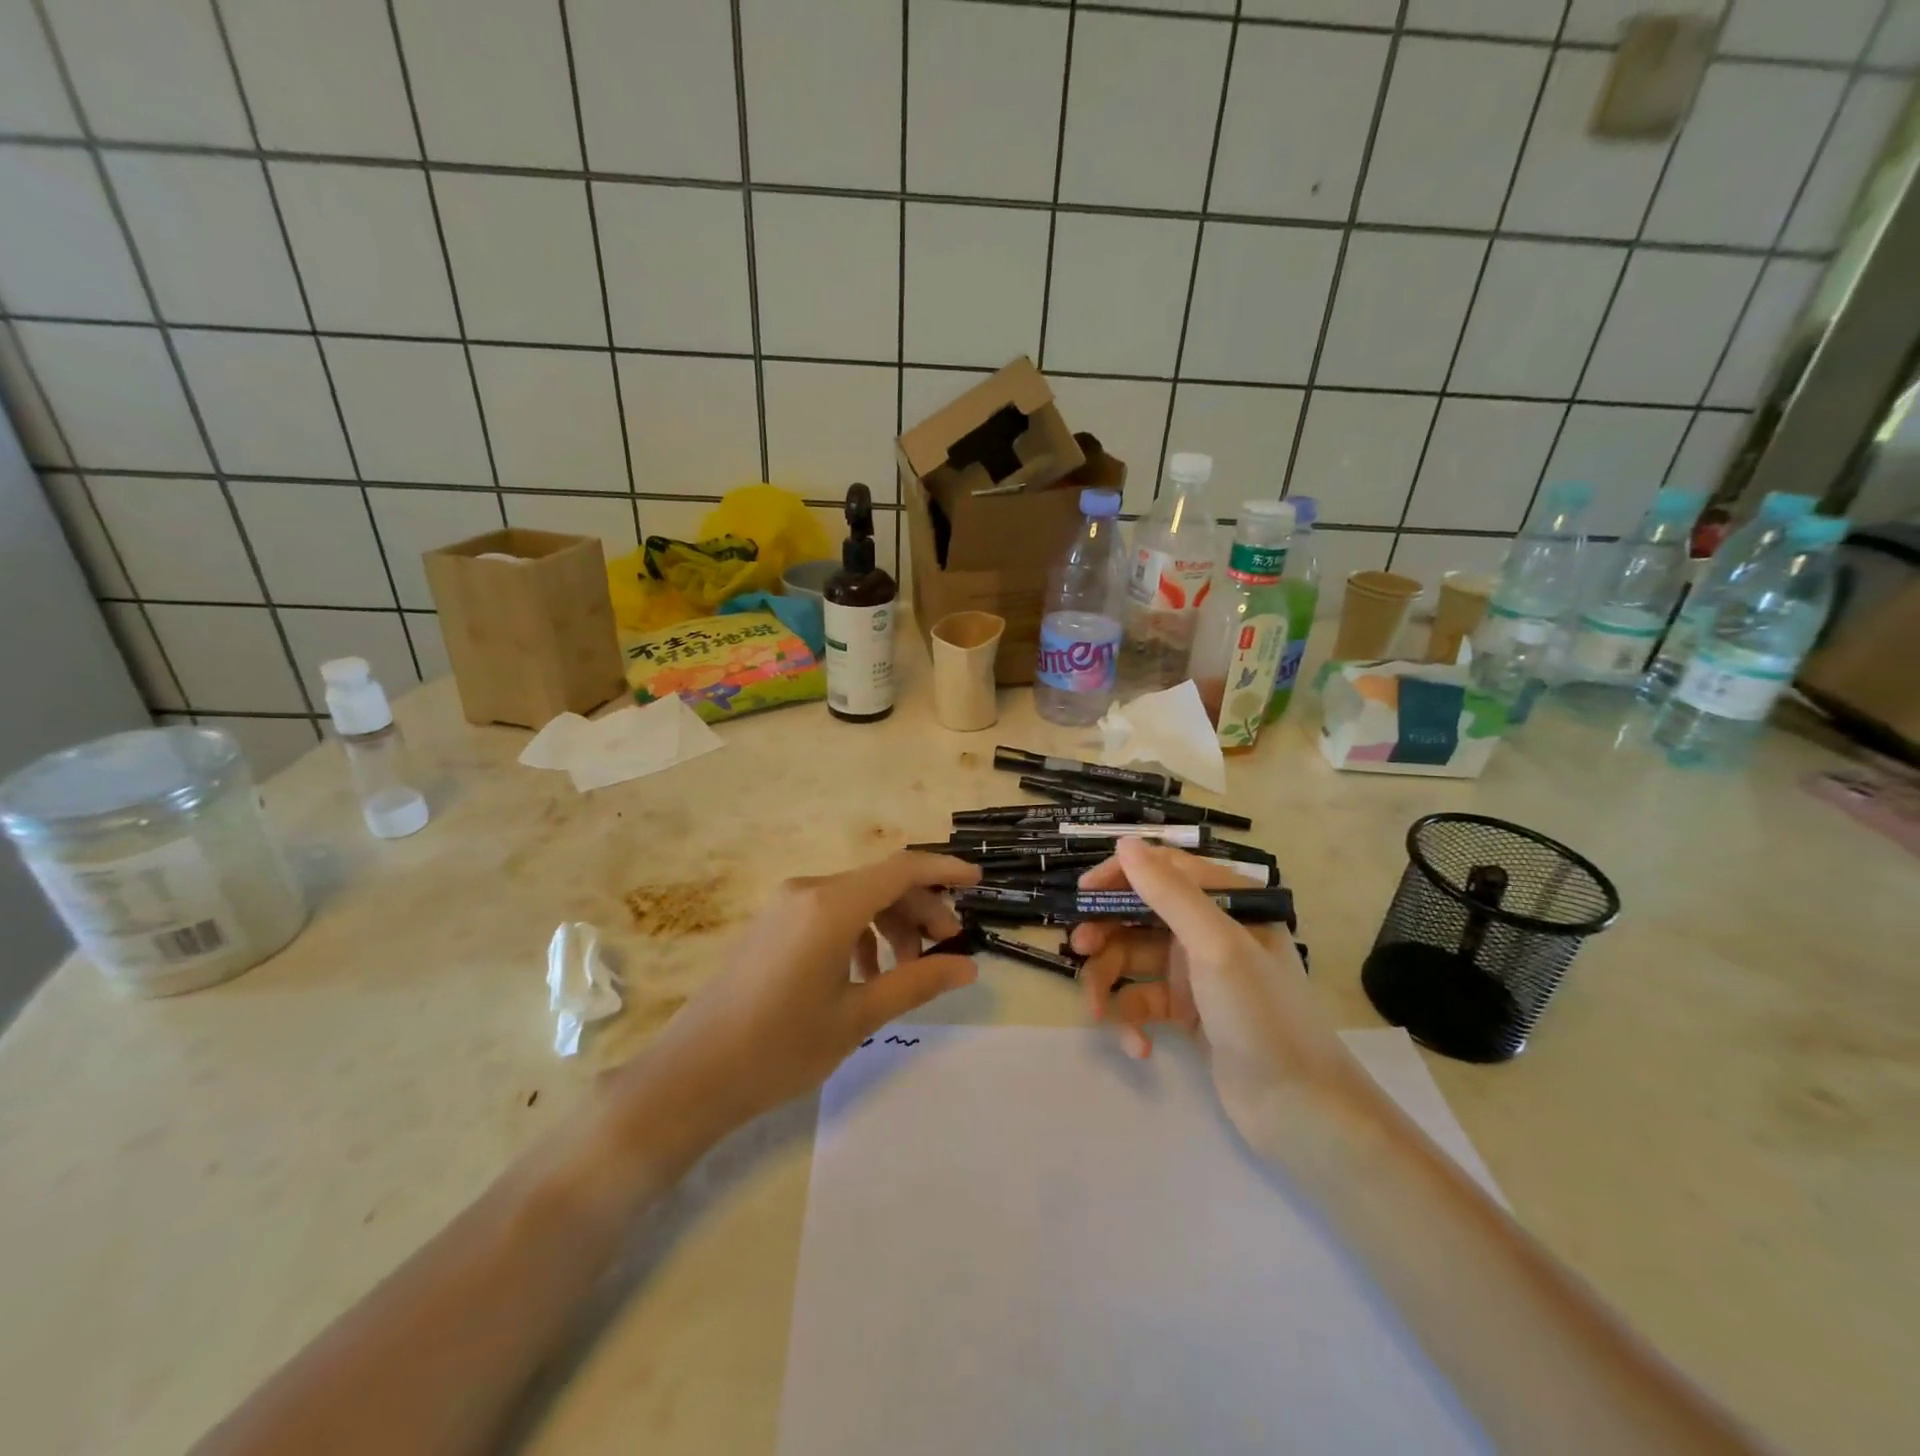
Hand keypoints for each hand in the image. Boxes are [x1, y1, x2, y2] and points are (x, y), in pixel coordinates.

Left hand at [633, 851, 981, 1136]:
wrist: (690, 1075)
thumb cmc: (779, 1047)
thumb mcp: (858, 1016)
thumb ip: (917, 982)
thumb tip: (968, 965)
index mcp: (831, 905)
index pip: (902, 869)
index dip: (944, 870)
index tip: (977, 882)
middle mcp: (808, 891)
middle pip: (881, 883)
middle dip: (921, 910)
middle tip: (947, 949)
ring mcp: (786, 905)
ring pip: (857, 898)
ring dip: (891, 925)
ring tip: (904, 971)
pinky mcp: (773, 924)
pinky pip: (830, 913)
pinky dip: (859, 933)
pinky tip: (864, 976)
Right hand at [1072, 839, 1367, 1142]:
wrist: (1300, 1110)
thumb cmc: (1261, 1015)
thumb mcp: (1215, 946)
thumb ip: (1169, 893)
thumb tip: (1126, 843)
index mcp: (1227, 902)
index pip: (1163, 869)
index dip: (1119, 877)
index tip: (1084, 896)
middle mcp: (1210, 929)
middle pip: (1139, 915)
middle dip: (1106, 934)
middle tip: (1080, 950)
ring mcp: (1197, 971)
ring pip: (1133, 959)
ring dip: (1110, 983)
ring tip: (1097, 1013)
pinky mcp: (1188, 1010)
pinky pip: (1143, 1000)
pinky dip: (1133, 1021)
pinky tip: (1139, 1048)